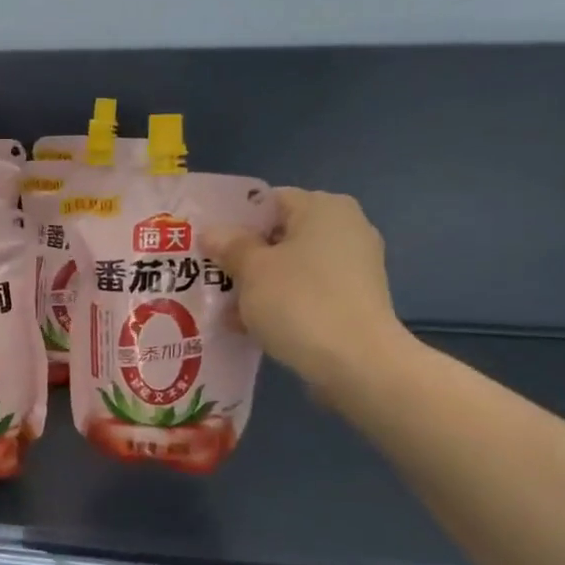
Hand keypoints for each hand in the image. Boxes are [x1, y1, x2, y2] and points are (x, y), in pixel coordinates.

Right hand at [203, 189, 414, 400]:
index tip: (207, 246)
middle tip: (210, 277)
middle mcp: (346, 228)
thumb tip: (212, 232)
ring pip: (292, 268)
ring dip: (259, 285)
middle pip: (280, 236)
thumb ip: (229, 246)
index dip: (234, 222)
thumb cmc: (299, 302)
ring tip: (224, 309)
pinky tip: (251, 327)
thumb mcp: (252, 270)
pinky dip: (281, 305)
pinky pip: (308, 293)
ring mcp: (355, 267)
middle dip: (244, 258)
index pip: (268, 202)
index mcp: (323, 207)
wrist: (357, 363)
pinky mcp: (355, 301)